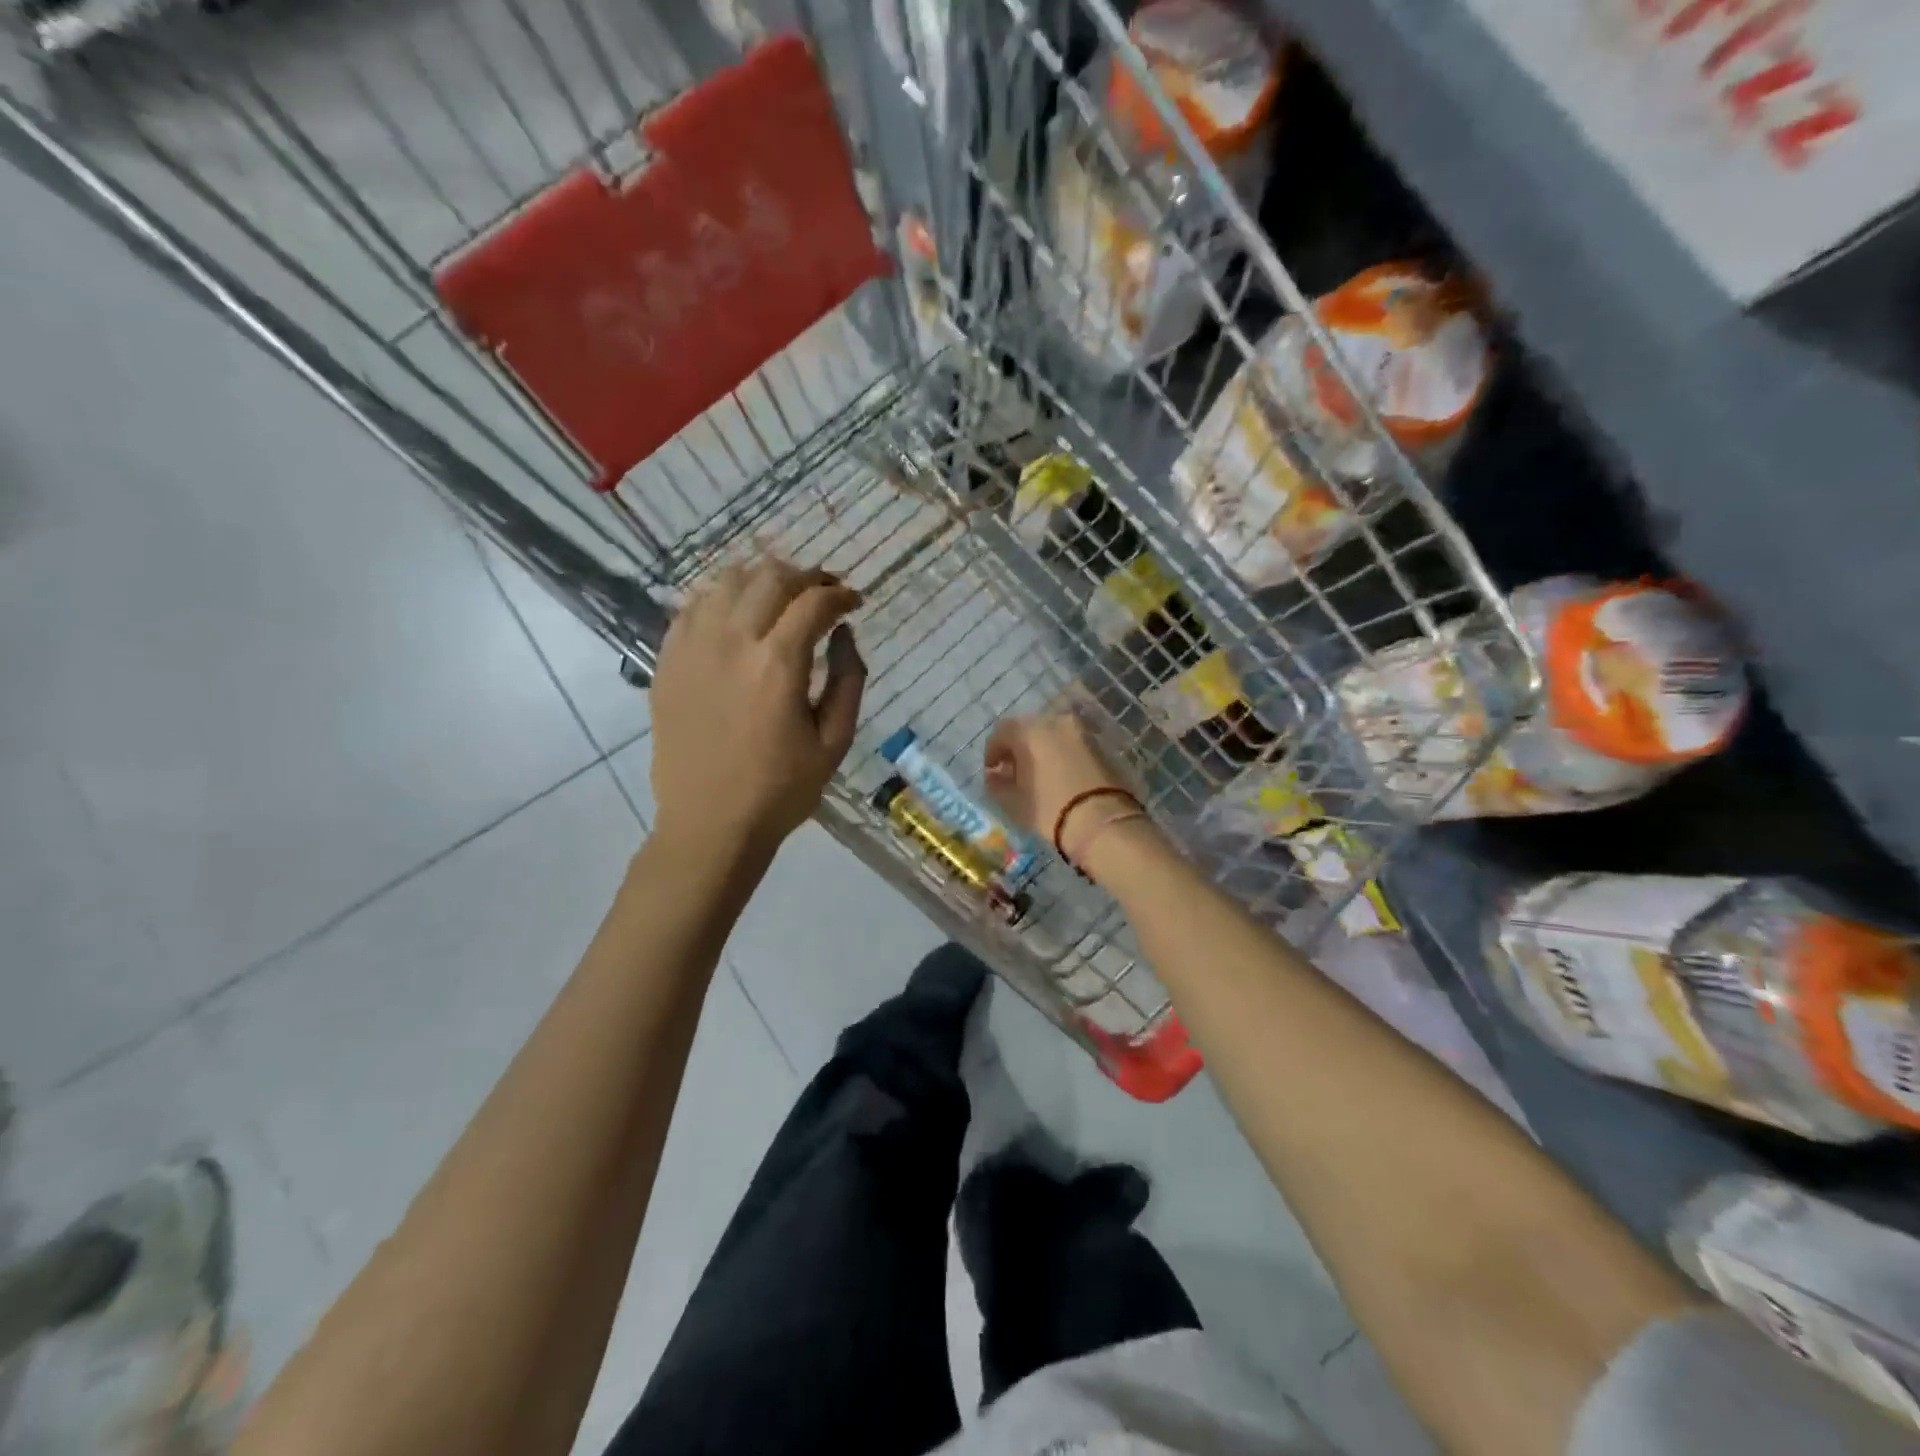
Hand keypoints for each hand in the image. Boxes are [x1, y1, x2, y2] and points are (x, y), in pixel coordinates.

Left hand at [649, 557, 865, 859]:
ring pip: (729, 581)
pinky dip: (723, 598)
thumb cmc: (780, 790)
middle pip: (772, 577)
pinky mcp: (667, 660)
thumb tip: (844, 633)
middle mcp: (732, 642)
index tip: (855, 602)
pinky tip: (739, 616)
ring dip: (764, 579)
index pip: (814, 602)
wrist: (709, 824)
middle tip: (824, 595)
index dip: (841, 594)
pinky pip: (694, 606)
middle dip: (807, 578)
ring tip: (783, 599)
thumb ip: (849, 679)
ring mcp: (692, 647)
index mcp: (778, 665)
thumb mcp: (834, 742)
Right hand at [983, 709, 1133, 855]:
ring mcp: (1080, 732)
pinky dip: (1060, 754)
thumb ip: (997, 784)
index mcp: (1030, 731)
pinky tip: (1058, 775)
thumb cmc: (1050, 809)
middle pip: (1028, 729)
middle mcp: (1055, 722)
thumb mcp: (1013, 802)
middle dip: (1017, 748)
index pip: (1002, 732)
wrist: (1103, 822)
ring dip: (1040, 749)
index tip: (992, 771)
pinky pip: (1070, 744)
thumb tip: (994, 775)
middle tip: (1013, 771)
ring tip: (1037, 775)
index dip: (993, 751)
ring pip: (1052, 734)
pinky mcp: (1099, 745)